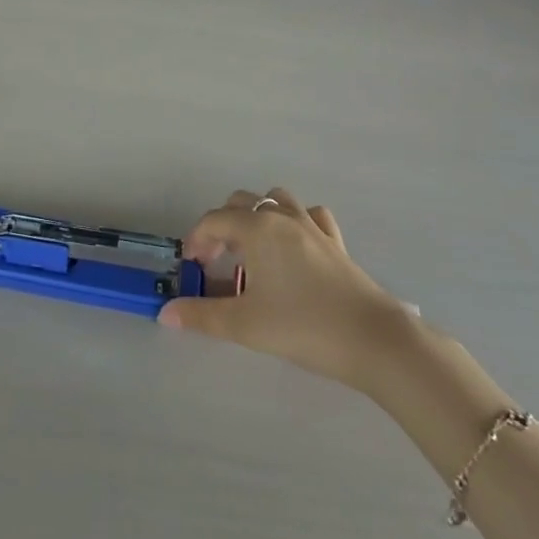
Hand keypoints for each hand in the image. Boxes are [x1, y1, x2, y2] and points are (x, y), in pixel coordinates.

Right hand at [160, 190, 414, 392]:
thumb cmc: (303, 326)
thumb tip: (166, 314)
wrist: (372, 338)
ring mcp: (312, 226)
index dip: (196, 239)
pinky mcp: (335, 242)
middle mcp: (282, 217)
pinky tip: (293, 247)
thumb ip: (202, 316)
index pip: (214, 220)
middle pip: (242, 203)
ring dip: (257, 217)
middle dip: (222, 226)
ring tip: (251, 250)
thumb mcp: (245, 325)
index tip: (191, 267)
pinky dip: (294, 222)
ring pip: (276, 200)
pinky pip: (309, 216)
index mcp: (257, 229)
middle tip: (216, 261)